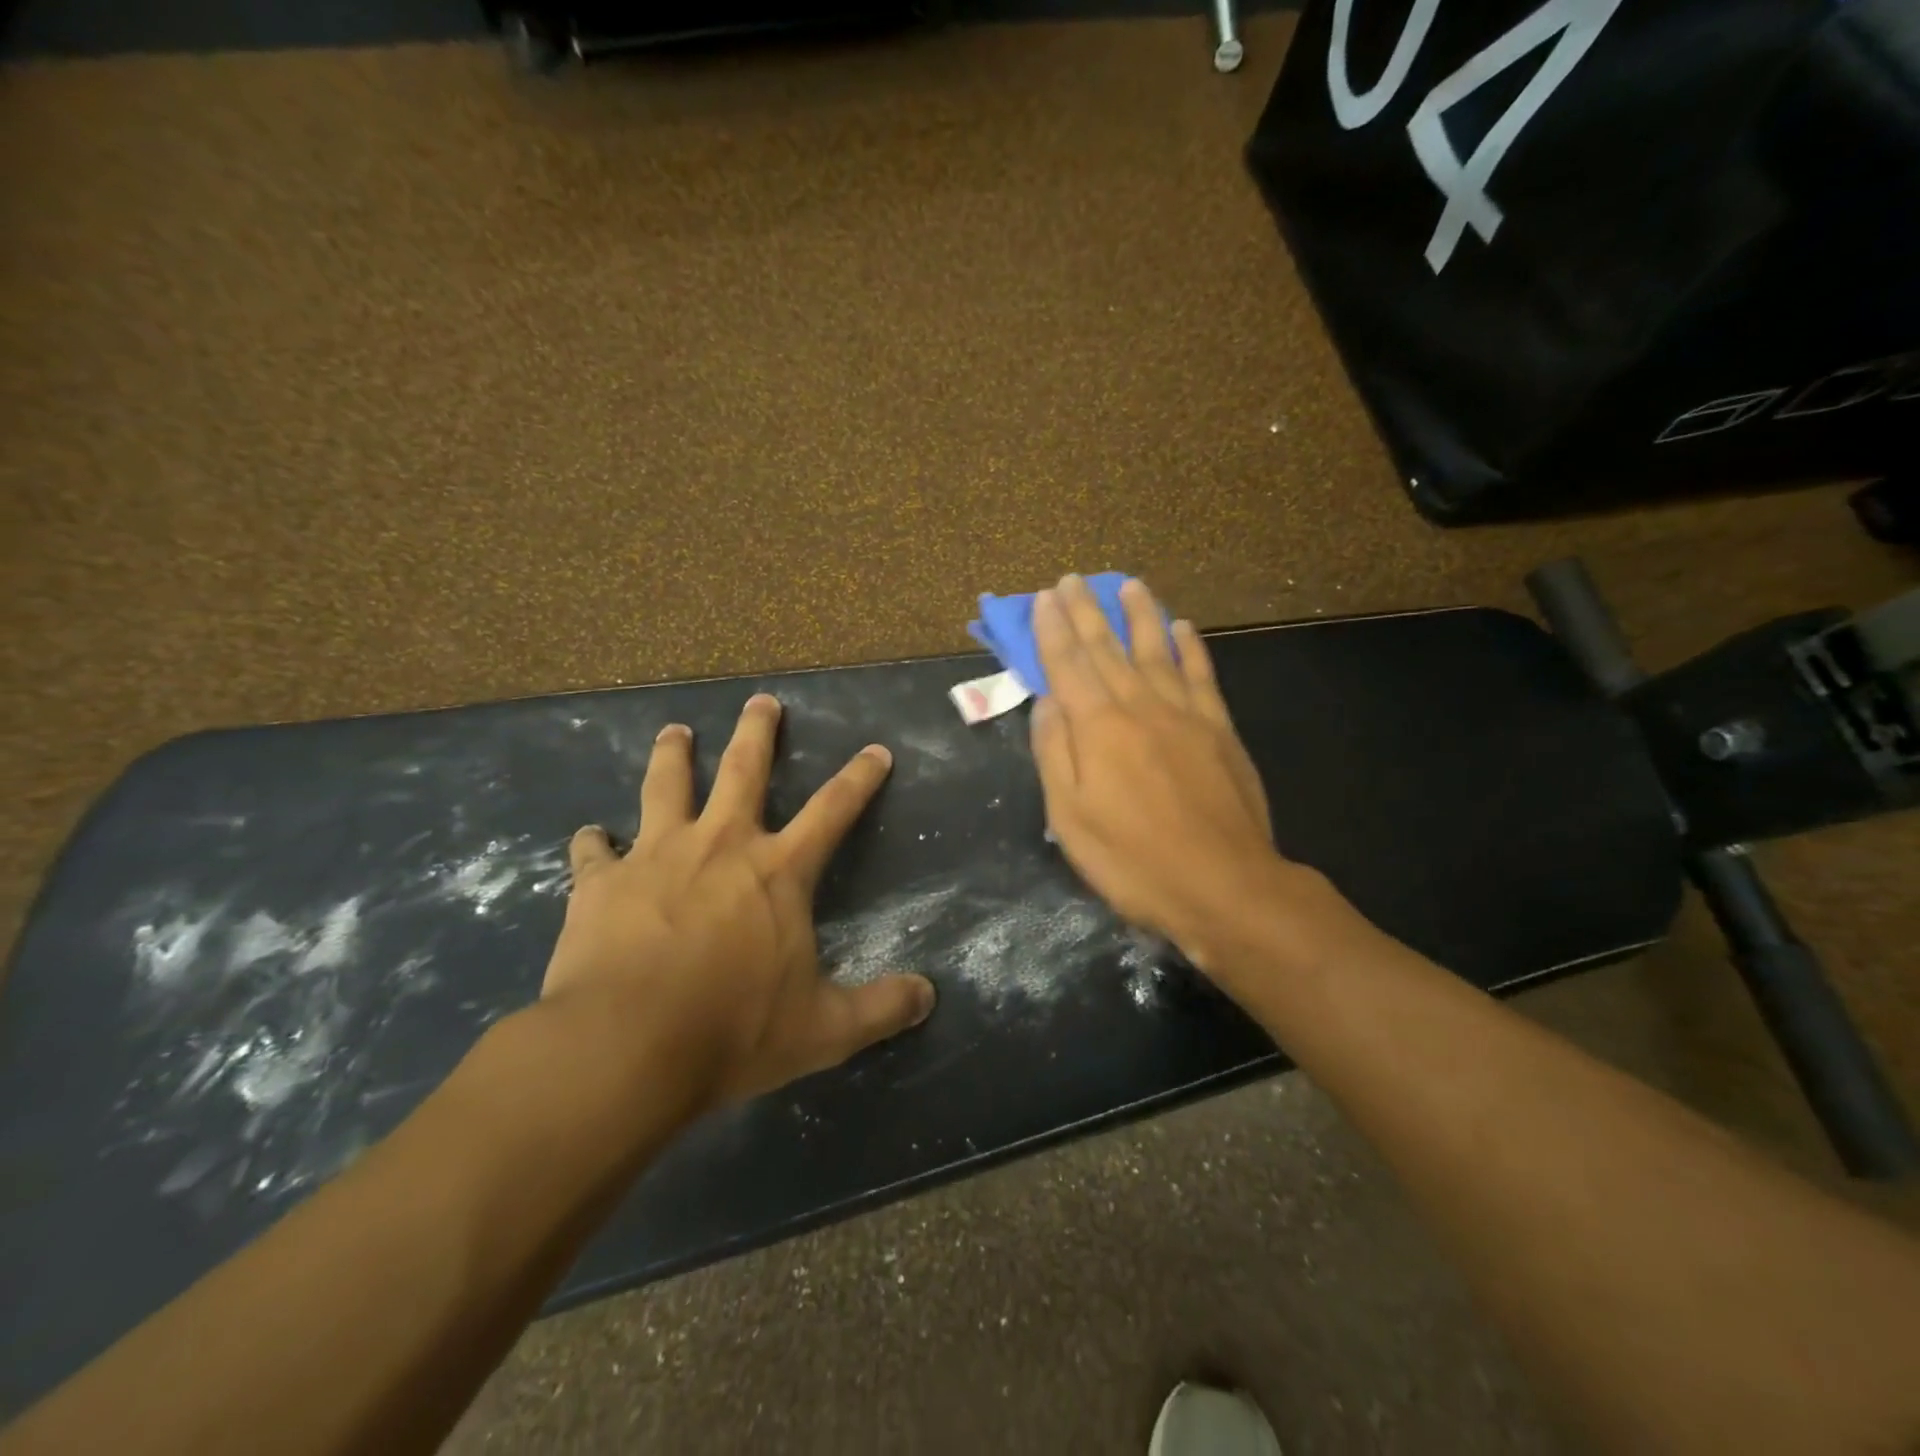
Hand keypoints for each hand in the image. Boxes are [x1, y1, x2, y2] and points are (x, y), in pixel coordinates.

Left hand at [540, 694, 935, 1107]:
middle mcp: (720, 845)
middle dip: (758, 731)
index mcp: (777, 871)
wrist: (624, 1048)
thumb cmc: (732, 1031)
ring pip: (666, 786)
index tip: (875, 750)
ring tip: (675, 731)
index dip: (860, 778)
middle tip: (762, 700)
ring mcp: (655, 856)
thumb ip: (880, 1008)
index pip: (833, 810)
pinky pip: (592, 851)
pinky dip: (592, 843)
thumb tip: (929, 997)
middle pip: (744, 769)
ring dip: (673, 754)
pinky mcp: (600, 883)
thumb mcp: (823, 1030)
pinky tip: (588, 838)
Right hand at [1029, 575, 1344, 985]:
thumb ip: (1054, 752)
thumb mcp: (1070, 817)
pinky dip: (1190, 648)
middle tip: (1072, 579)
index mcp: (1098, 727)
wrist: (1223, 886)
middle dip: (1086, 612)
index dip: (1052, 630)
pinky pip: (1201, 675)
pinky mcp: (1219, 729)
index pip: (1068, 665)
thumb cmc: (1133, 860)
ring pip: (1157, 650)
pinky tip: (1183, 628)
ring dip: (1141, 615)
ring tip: (1129, 585)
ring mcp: (1185, 714)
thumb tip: (1046, 700)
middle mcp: (1139, 706)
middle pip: (1108, 649)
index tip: (1043, 599)